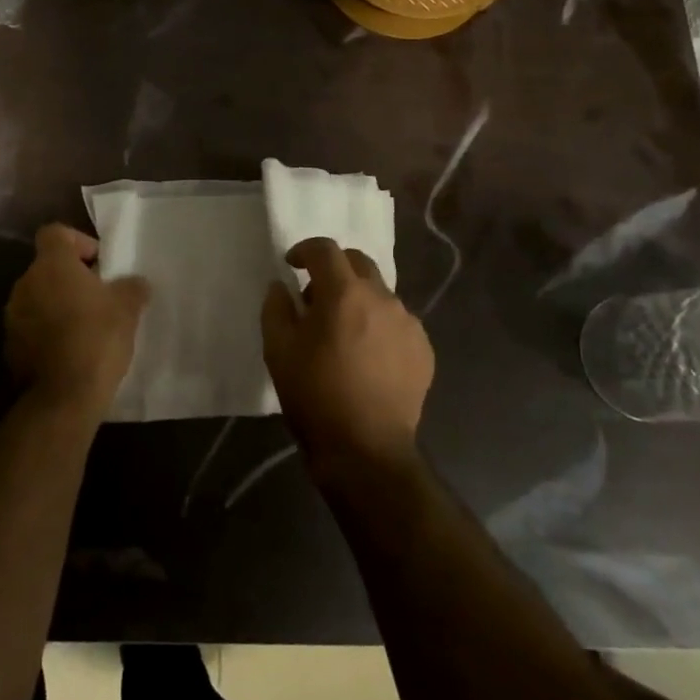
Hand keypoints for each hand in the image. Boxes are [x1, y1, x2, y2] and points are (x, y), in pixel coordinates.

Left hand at [5, 224, 149, 418]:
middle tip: (99, 296)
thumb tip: (135, 282)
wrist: (62, 398)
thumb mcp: (127, 309)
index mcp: (51, 265)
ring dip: (59, 304)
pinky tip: (71, 349)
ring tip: (87, 325)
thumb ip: (132, 287)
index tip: (99, 263)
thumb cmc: (96, 339)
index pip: (55, 233)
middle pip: (48, 267)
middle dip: (72, 278)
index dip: (78, 241)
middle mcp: (25, 284)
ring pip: (39, 297)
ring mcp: (13, 315)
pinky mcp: (10, 345)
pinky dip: (48, 330)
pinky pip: (32, 326)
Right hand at [261, 238, 432, 479]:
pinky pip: (397, 322)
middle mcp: (382, 298)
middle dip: (334, 269)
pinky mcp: (423, 349)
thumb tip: (281, 286)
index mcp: (344, 293)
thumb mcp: (278, 350)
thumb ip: (276, 308)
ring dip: (358, 299)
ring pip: (379, 294)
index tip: (292, 265)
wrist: (365, 450)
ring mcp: (408, 323)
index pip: (325, 250)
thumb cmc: (315, 395)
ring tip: (343, 332)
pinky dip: (378, 325)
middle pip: (358, 263)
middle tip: (316, 296)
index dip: (305, 250)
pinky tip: (367, 355)